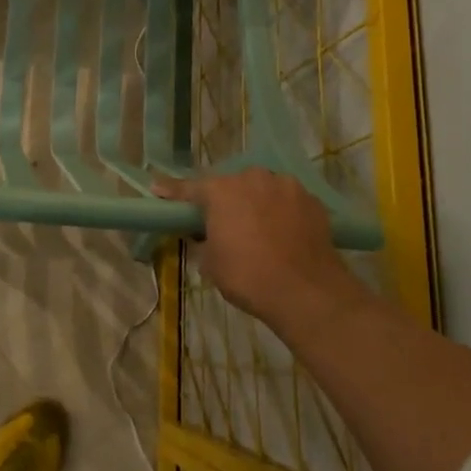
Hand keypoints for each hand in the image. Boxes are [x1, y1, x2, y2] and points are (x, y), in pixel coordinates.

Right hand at [155, 170, 365, 334]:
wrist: (307, 292)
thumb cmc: (247, 276)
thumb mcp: (210, 263)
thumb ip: (203, 241)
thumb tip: (205, 235)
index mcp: (220, 191)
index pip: (189, 188)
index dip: (172, 191)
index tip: (157, 188)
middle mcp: (252, 178)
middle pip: (231, 186)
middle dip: (224, 201)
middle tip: (222, 224)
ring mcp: (286, 186)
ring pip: (262, 190)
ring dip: (255, 203)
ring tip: (258, 229)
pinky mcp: (312, 201)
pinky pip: (287, 202)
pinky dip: (281, 213)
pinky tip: (283, 234)